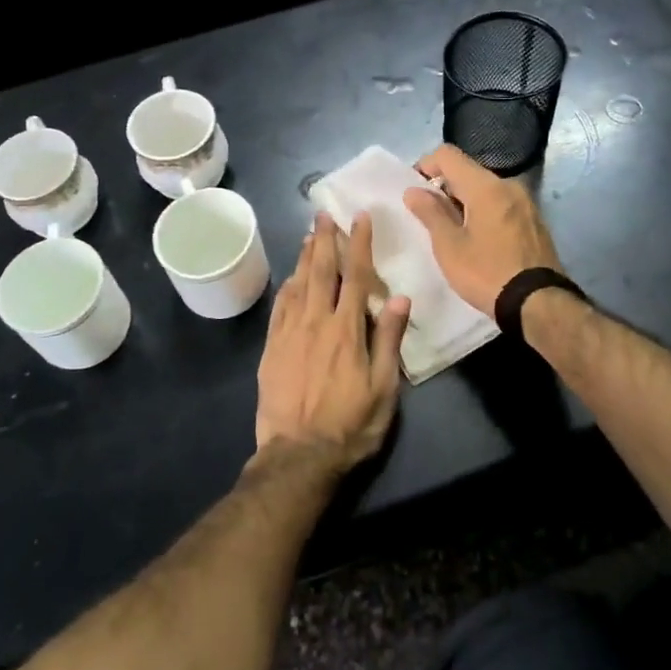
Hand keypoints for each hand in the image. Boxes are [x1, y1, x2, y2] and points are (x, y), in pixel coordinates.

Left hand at [254, 212, 410, 470]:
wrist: (298, 455)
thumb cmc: (350, 425)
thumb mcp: (384, 388)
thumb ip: (389, 340)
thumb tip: (398, 296)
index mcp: (347, 329)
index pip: (355, 276)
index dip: (359, 244)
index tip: (360, 218)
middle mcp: (316, 322)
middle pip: (321, 271)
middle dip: (325, 240)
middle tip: (324, 214)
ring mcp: (289, 333)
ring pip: (298, 284)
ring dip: (305, 257)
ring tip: (309, 235)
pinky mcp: (271, 348)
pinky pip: (279, 307)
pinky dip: (287, 286)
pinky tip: (290, 277)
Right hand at [402, 144, 562, 314]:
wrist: (538, 303)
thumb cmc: (487, 273)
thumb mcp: (449, 246)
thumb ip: (430, 213)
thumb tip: (413, 190)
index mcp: (486, 186)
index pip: (448, 154)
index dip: (425, 165)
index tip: (414, 192)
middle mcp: (509, 185)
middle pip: (468, 171)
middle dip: (444, 187)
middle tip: (429, 217)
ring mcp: (526, 202)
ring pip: (485, 189)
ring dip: (464, 201)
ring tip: (452, 231)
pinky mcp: (534, 221)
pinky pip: (501, 204)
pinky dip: (483, 211)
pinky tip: (478, 240)